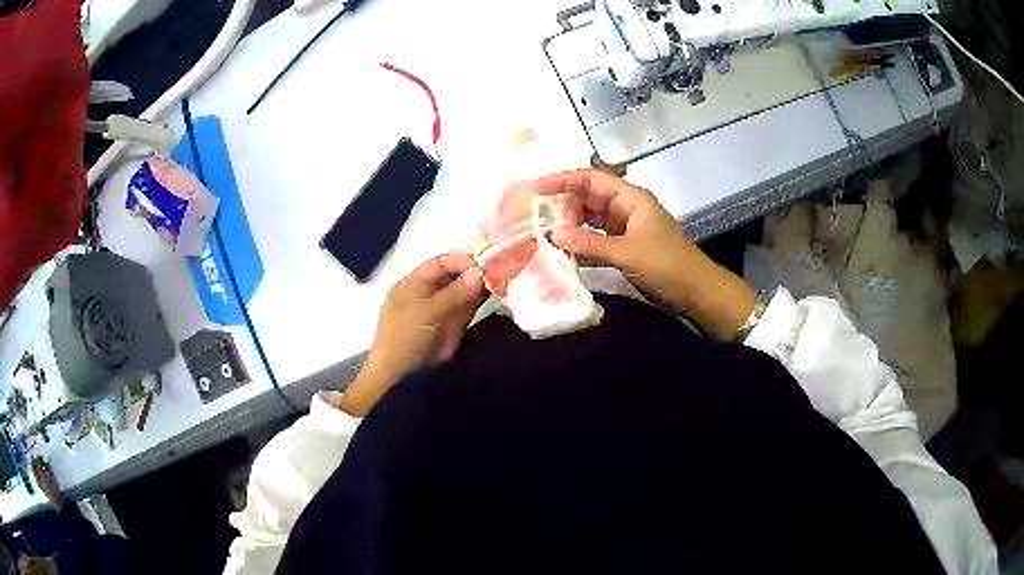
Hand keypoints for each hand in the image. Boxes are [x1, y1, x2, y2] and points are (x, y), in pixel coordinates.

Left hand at [337, 254, 486, 415]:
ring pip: (464, 292)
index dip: (460, 261)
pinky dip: (481, 300)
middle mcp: (429, 293)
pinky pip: (469, 308)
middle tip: (498, 269)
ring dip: (480, 286)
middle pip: (454, 276)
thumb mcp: (427, 311)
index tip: (481, 263)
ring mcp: (441, 310)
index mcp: (414, 284)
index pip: (439, 263)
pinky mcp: (453, 326)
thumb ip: (455, 292)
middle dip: (474, 272)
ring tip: (502, 279)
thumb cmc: (405, 336)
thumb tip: (480, 272)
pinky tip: (496, 293)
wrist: (401, 375)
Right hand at [532, 169, 755, 340]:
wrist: (694, 290)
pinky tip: (566, 249)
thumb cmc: (666, 264)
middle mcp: (626, 207)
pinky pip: (597, 236)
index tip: (536, 188)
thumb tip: (555, 234)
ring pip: (591, 217)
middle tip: (545, 225)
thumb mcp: (627, 253)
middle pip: (588, 196)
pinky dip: (582, 241)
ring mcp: (626, 226)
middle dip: (566, 206)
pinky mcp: (625, 244)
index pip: (591, 179)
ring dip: (572, 225)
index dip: (563, 180)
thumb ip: (590, 243)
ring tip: (550, 237)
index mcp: (631, 198)